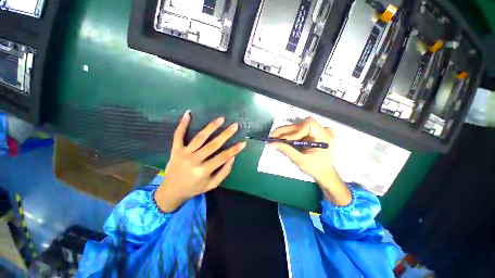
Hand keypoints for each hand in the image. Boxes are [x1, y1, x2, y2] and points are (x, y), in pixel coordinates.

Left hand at [154, 111, 246, 212]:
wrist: (171, 191)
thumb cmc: (194, 188)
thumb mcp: (211, 185)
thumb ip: (223, 172)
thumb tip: (232, 158)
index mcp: (203, 171)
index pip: (223, 157)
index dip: (234, 150)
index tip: (243, 142)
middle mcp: (194, 160)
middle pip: (213, 145)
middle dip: (226, 134)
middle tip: (235, 125)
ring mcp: (183, 154)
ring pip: (199, 138)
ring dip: (211, 127)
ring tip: (221, 119)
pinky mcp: (175, 150)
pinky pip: (178, 135)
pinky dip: (183, 124)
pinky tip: (188, 114)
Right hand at [270, 117, 350, 205]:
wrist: (324, 173)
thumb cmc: (315, 169)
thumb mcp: (300, 161)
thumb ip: (286, 150)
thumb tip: (271, 143)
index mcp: (324, 137)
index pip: (308, 125)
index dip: (295, 131)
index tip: (284, 140)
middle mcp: (322, 130)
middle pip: (300, 125)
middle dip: (285, 131)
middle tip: (272, 136)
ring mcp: (317, 131)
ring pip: (297, 126)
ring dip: (284, 132)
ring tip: (274, 137)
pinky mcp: (312, 133)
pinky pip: (298, 130)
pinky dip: (288, 134)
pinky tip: (280, 138)